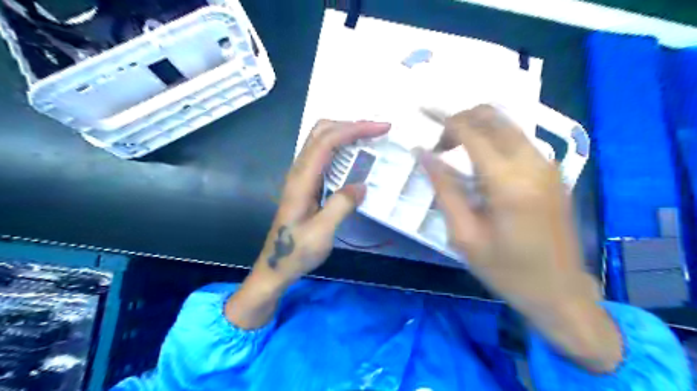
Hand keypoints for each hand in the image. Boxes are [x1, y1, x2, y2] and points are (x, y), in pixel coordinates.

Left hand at [255, 119, 389, 286]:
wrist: (276, 265)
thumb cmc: (296, 251)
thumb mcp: (321, 233)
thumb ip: (341, 206)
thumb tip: (361, 185)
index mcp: (302, 180)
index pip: (327, 142)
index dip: (354, 129)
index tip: (381, 128)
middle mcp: (299, 171)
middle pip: (321, 132)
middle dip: (350, 125)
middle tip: (377, 130)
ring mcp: (301, 176)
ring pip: (321, 140)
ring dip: (346, 133)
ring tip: (371, 138)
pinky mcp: (306, 183)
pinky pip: (324, 155)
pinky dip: (342, 147)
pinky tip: (355, 156)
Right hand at [418, 104, 620, 371]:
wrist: (559, 291)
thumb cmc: (506, 270)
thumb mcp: (464, 235)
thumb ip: (444, 189)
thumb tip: (423, 154)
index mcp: (508, 183)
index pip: (471, 132)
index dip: (443, 120)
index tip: (421, 117)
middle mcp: (532, 164)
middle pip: (492, 116)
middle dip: (460, 119)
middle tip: (439, 145)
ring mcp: (547, 164)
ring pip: (507, 123)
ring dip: (477, 127)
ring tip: (454, 152)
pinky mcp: (552, 171)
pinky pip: (518, 139)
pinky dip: (493, 138)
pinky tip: (479, 162)